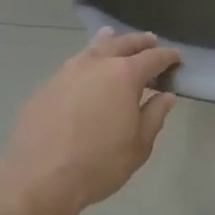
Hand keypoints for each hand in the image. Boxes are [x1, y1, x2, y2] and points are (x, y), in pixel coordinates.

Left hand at [0, 28, 179, 214]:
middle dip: (139, 42)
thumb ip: (154, 116)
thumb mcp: (138, 146)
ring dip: (108, 42)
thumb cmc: (98, 164)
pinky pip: (73, 64)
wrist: (38, 177)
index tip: (176, 59)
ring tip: (113, 37)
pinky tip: (85, 69)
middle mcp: (97, 64)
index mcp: (124, 75)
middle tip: (150, 41)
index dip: (167, 57)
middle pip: (122, 43)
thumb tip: (165, 96)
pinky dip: (86, 60)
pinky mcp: (47, 84)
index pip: (153, 58)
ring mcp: (68, 71)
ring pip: (93, 48)